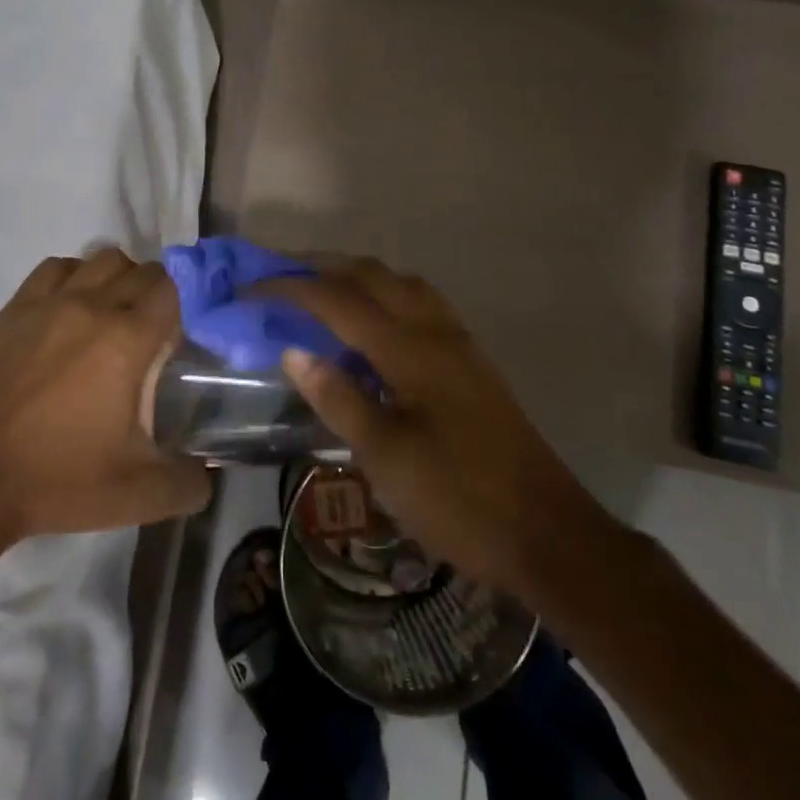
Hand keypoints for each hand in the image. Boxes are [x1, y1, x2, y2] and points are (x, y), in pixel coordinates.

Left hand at [0, 249, 211, 539]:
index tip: (182, 336)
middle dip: (157, 294)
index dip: (185, 307)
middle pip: (142, 270)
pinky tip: (71, 309)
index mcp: (127, 340)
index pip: (172, 290)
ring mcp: (48, 303)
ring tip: (114, 315)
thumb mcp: (139, 495)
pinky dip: (74, 277)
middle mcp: (92, 306)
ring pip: (101, 259)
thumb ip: (189, 482)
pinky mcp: (14, 311)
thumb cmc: (60, 482)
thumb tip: (208, 470)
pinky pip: (55, 268)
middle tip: (153, 333)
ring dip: (118, 278)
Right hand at [273, 259, 622, 600]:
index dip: (292, 288)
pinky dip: (387, 295)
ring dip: (358, 276)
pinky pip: (421, 304)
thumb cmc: (458, 498)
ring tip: (323, 291)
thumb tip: (294, 351)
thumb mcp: (386, 457)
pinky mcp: (471, 362)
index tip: (253, 286)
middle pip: (372, 275)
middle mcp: (434, 331)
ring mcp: (458, 343)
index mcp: (409, 349)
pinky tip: (375, 325)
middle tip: (282, 276)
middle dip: (323, 266)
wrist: (547, 533)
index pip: (339, 300)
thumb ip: (339, 398)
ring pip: (401, 283)